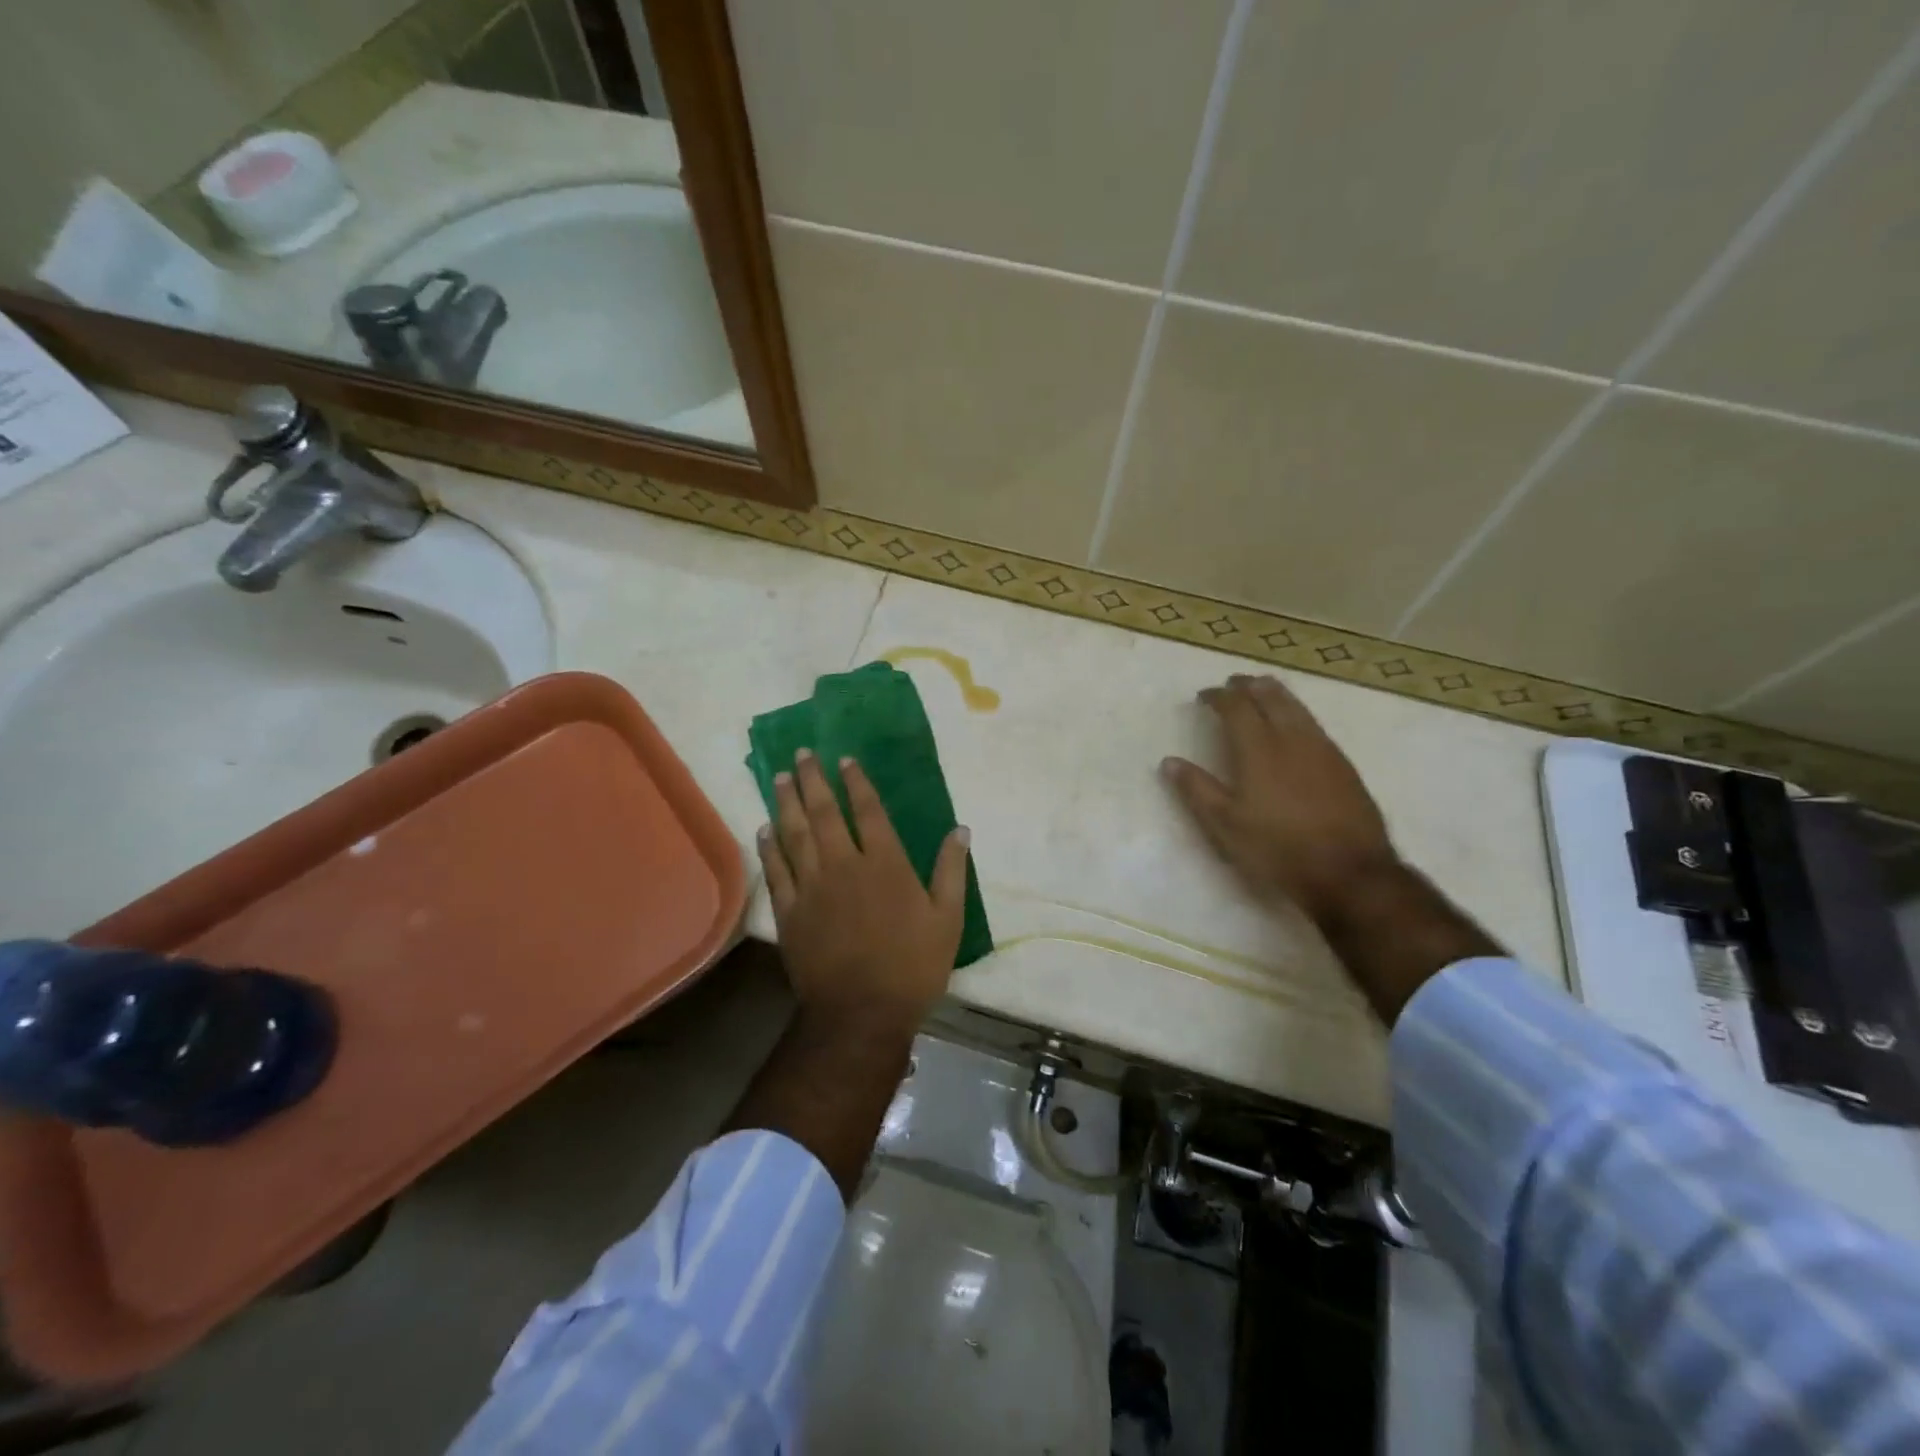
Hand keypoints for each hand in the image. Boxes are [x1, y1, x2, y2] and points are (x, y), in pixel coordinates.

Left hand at [758, 748, 970, 1032]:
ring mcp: (812, 887)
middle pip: (824, 813)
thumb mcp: (948, 919)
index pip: (868, 811)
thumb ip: (951, 870)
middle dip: (812, 780)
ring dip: (786, 803)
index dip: (856, 782)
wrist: (862, 1013)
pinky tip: (764, 829)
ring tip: (778, 777)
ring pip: (794, 834)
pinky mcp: (790, 911)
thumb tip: (960, 829)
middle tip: (801, 755)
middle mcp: (844, 865)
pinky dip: (769, 847)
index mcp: (885, 864)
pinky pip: (777, 870)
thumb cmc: (912, 966)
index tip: (844, 759)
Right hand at [1162, 674, 1399, 929]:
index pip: (1236, 708)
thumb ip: (1197, 790)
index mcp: (1259, 750)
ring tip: (1262, 692)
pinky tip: (1295, 727)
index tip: (1204, 695)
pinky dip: (1296, 713)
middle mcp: (1292, 739)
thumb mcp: (1226, 825)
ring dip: (1275, 694)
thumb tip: (1170, 762)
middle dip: (1249, 686)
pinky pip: (1314, 724)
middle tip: (1234, 684)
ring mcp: (1323, 749)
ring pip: (1297, 707)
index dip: (1218, 697)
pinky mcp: (1343, 765)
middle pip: (1271, 697)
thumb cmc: (1278, 848)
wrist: (1349, 872)